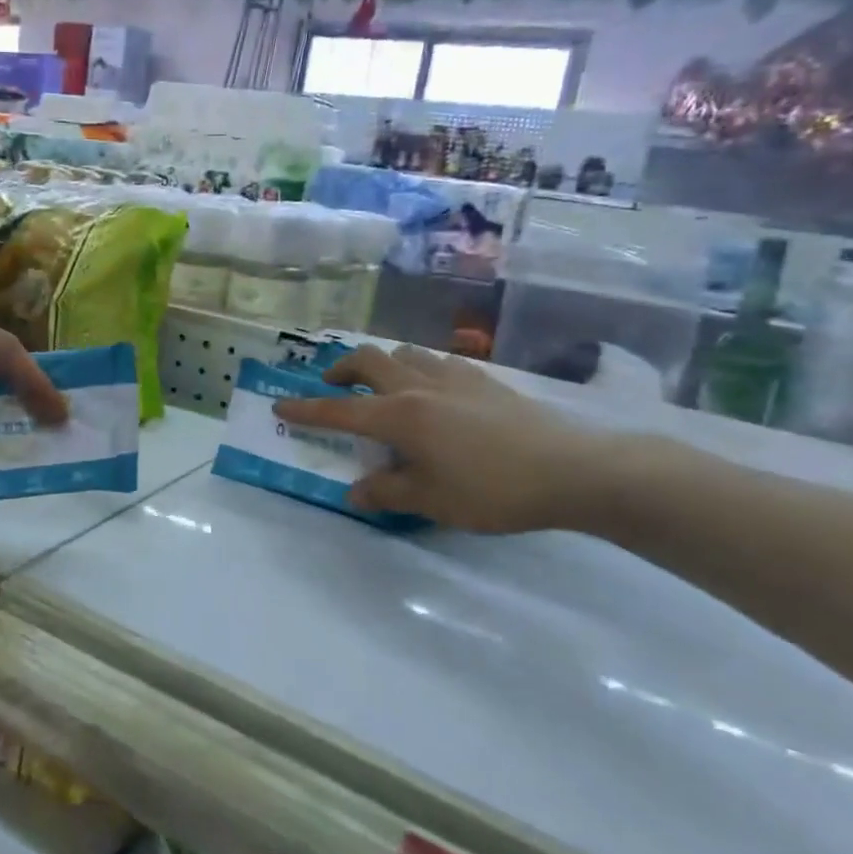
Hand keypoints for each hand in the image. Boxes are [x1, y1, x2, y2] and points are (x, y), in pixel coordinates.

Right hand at [273, 344, 604, 533]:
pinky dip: (419, 368)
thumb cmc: (493, 490)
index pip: (340, 410)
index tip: (280, 405)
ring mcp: (454, 377)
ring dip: (382, 363)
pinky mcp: (484, 379)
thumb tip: (354, 492)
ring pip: (404, 353)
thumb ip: (386, 492)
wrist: (572, 469)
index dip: (306, 409)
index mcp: (400, 415)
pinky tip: (433, 391)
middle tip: (333, 387)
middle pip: (368, 360)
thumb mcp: (431, 501)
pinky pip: (437, 362)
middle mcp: (419, 386)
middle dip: (341, 370)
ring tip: (382, 386)